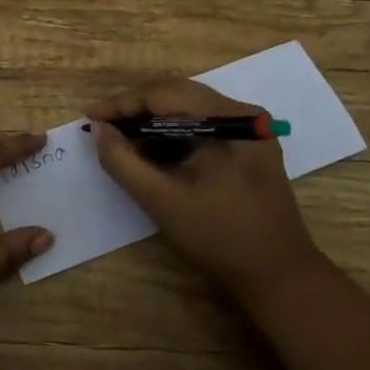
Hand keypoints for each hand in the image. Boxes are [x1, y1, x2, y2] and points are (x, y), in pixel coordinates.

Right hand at [90, 76, 322, 305]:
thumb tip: (99, 129)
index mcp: (228, 118)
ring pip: (189, 107)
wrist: (279, 275)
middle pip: (177, 94)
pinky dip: (174, 130)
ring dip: (153, 118)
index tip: (90, 117)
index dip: (122, 103)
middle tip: (102, 125)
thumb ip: (123, 161)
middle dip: (135, 107)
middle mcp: (243, 113)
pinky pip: (203, 123)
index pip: (164, 94)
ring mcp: (251, 128)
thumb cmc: (218, 236)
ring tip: (121, 135)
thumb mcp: (161, 200)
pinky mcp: (251, 144)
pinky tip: (153, 148)